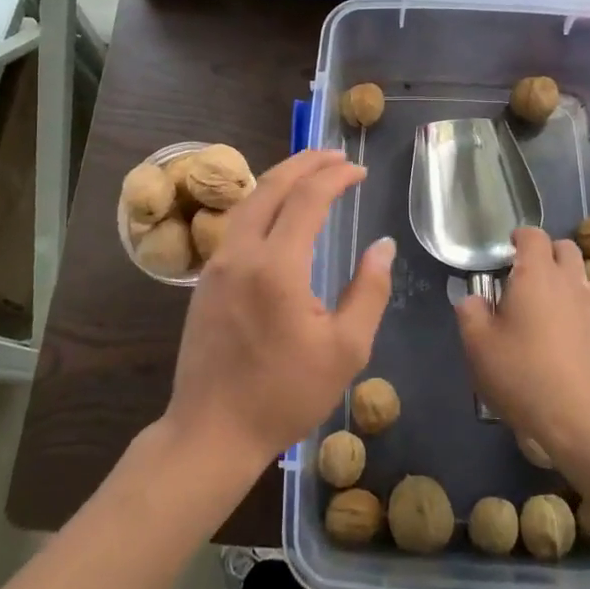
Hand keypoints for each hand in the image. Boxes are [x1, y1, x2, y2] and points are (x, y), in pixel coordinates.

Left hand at [164, 149, 393, 473]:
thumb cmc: (284, 395)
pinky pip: (237, 222)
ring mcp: (217, 263)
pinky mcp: (206, 279)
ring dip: (281, 178)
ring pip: (249, 200)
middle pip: (271, 186)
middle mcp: (241, 252)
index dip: (335, 177)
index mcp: (276, 267)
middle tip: (335, 156)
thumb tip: (383, 246)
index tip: (359, 171)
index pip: (307, 199)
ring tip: (310, 171)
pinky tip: (278, 210)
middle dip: (305, 163)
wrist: (211, 432)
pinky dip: (263, 201)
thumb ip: (369, 291)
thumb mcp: (345, 350)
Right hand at [456, 228, 589, 468]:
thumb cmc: (526, 377)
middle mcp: (571, 282)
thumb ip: (471, 314)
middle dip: (546, 254)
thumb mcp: (479, 347)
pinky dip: (577, 310)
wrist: (588, 423)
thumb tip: (472, 299)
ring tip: (543, 310)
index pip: (533, 235)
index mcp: (538, 275)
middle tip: (524, 278)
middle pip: (565, 248)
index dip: (519, 237)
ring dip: (563, 282)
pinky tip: (563, 340)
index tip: (506, 251)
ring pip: (581, 277)